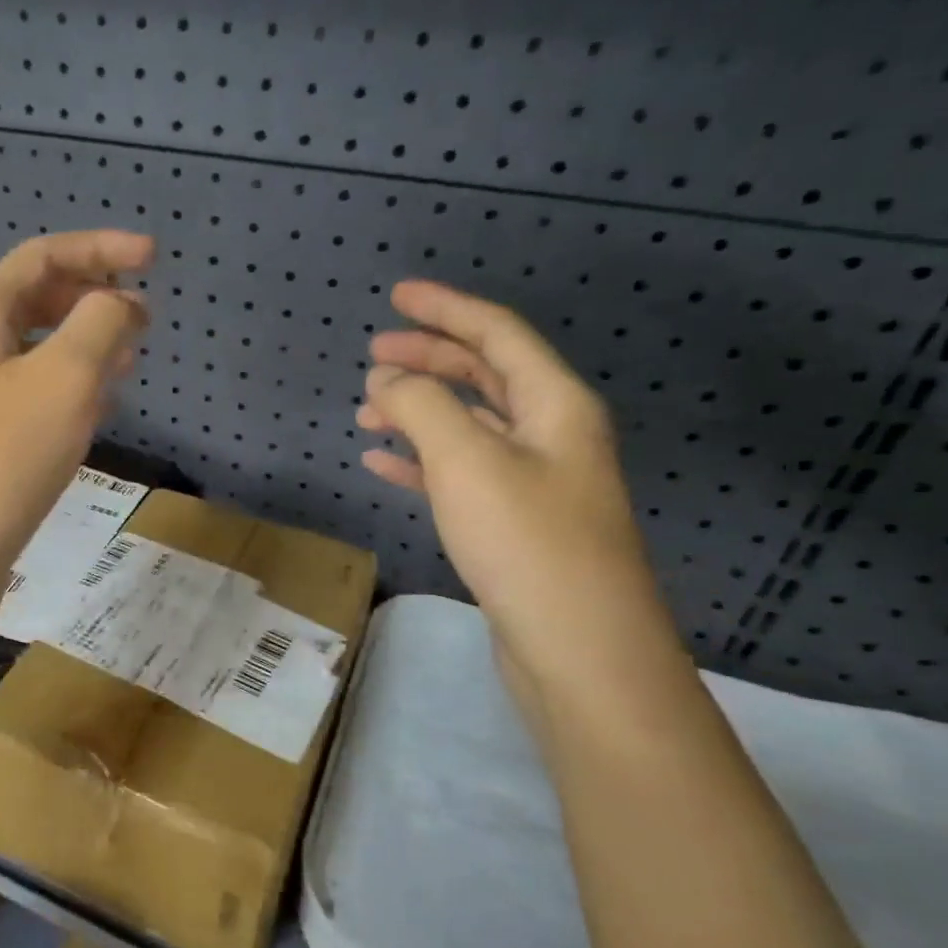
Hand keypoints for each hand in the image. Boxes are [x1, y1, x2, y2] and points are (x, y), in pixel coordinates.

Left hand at [0, 230, 152, 608]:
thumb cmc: (0, 457)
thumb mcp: (64, 378)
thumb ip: (100, 324)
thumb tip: (118, 304)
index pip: (44, 257)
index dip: (101, 249)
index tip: (154, 258)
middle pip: (35, 300)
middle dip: (93, 299)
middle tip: (145, 320)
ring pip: (35, 352)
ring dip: (84, 346)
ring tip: (130, 361)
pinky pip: (28, 395)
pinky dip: (67, 389)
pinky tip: (93, 411)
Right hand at [358, 280, 676, 685]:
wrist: (579, 651)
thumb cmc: (527, 543)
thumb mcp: (468, 460)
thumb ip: (422, 406)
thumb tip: (387, 380)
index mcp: (555, 404)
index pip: (497, 334)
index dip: (445, 309)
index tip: (397, 295)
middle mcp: (551, 434)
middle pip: (484, 375)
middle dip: (429, 358)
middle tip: (373, 354)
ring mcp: (534, 481)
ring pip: (469, 425)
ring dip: (420, 410)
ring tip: (369, 410)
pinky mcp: (513, 523)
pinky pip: (460, 472)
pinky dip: (421, 460)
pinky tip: (384, 462)